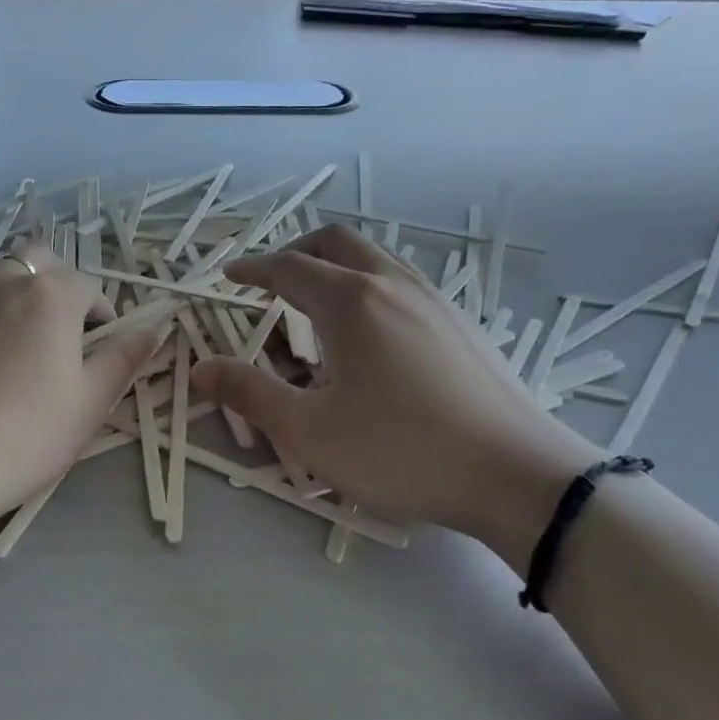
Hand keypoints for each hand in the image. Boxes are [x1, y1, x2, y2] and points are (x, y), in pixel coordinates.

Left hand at [0, 239, 162, 534]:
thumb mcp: (89, 405)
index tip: (98, 354)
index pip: (89, 286)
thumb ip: (125, 359)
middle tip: (57, 338)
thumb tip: (155, 329)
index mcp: (48, 295)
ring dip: (11, 305)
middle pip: (37, 263)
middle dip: (56, 289)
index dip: (102, 317)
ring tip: (8, 360)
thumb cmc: (21, 439)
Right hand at [191, 226, 593, 568]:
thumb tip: (201, 368)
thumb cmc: (402, 452)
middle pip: (335, 244)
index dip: (253, 269)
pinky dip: (368, 287)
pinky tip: (369, 336)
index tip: (229, 277)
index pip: (289, 267)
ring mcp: (434, 301)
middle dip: (295, 253)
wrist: (518, 476)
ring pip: (374, 260)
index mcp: (352, 302)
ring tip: (316, 307)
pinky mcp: (461, 324)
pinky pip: (401, 283)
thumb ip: (250, 394)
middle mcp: (393, 285)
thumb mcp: (311, 432)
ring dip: (335, 268)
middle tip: (270, 283)